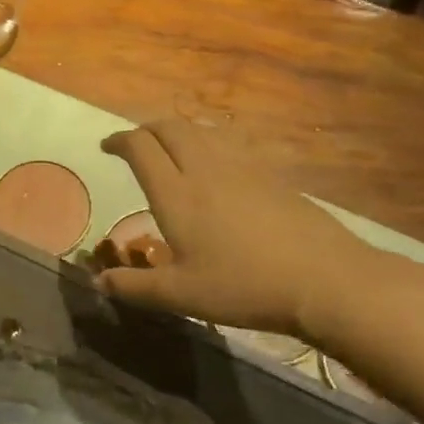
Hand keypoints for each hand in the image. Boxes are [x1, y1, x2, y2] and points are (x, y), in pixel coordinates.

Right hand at [98, 120, 371, 335]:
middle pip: (170, 128)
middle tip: (136, 145)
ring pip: (202, 130)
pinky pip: (229, 142)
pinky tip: (216, 166)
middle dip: (146, 129)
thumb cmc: (243, 287)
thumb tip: (99, 282)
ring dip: (178, 131)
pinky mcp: (271, 174)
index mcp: (176, 194)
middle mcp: (205, 169)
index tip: (107, 147)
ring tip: (171, 149)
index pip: (140, 148)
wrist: (324, 279)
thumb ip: (135, 287)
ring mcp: (242, 167)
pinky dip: (209, 142)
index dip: (119, 141)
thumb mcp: (181, 296)